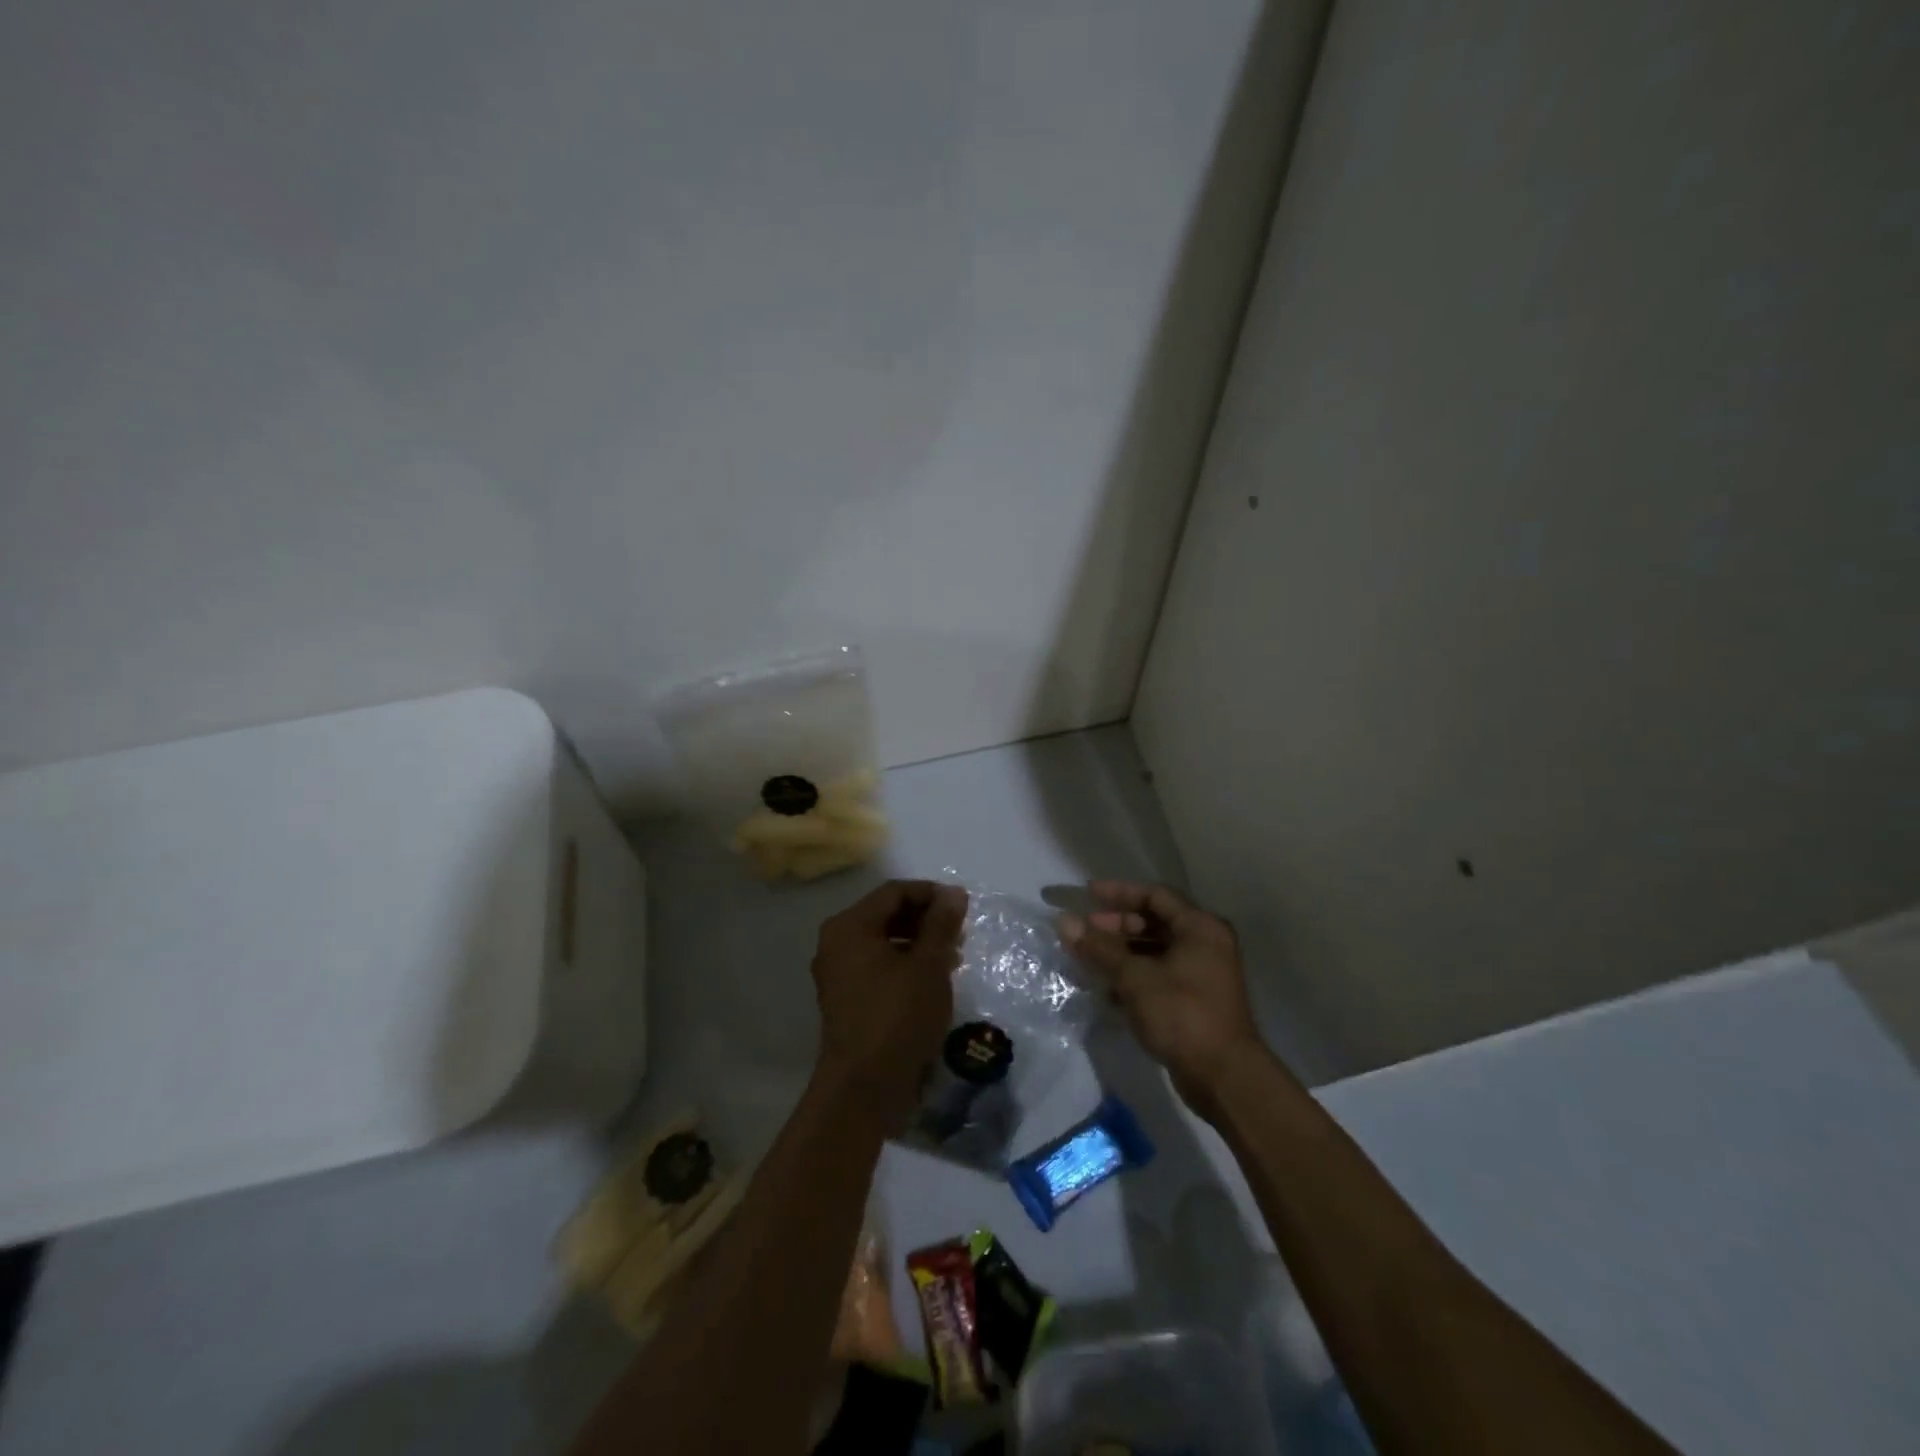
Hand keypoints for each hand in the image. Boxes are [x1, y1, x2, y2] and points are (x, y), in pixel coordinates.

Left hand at [811, 879, 967, 1129]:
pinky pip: (877, 967)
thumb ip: (941, 924)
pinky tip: (932, 980)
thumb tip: (953, 893)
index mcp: (849, 927)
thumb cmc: (898, 1017)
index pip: (894, 892)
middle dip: (925, 919)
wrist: (864, 1088)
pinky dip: (904, 965)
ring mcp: (838, 974)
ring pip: (883, 942)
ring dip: (918, 943)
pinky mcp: (846, 999)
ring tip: (952, 958)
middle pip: (886, 915)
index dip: (930, 894)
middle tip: (959, 933)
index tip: (962, 906)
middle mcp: (836, 943)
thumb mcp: (928, 966)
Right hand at [1058, 881, 1268, 1120]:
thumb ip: (1099, 947)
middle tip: (1085, 930)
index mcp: (1200, 927)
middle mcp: (1206, 944)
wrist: (1223, 1076)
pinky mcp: (1196, 1000)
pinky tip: (1107, 988)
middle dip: (1117, 924)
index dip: (1119, 892)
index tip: (1087, 894)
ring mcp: (1203, 973)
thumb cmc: (1181, 1013)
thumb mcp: (1134, 977)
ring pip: (1155, 950)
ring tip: (1089, 959)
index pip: (1155, 895)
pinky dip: (1134, 976)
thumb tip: (1064, 922)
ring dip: (1122, 952)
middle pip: (1155, 922)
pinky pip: (1159, 975)